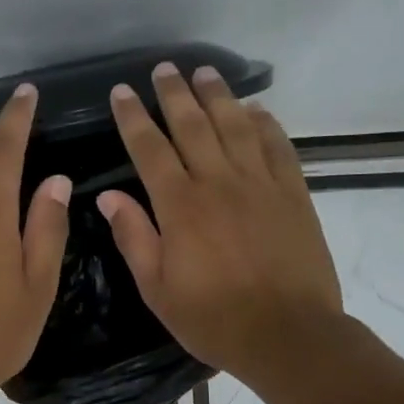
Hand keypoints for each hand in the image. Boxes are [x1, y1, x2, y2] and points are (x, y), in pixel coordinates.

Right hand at [98, 63, 342, 382]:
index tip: (122, 92)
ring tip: (205, 72)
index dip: (133, 117)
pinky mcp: (293, 193)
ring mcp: (260, 184)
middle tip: (164, 69)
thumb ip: (134, 237)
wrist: (288, 334)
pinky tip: (255, 109)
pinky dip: (265, 123)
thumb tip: (109, 196)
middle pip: (192, 126)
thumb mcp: (157, 288)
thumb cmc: (214, 318)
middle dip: (174, 94)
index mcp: (180, 206)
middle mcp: (218, 182)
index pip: (150, 149)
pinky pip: (277, 146)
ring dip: (218, 96)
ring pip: (235, 126)